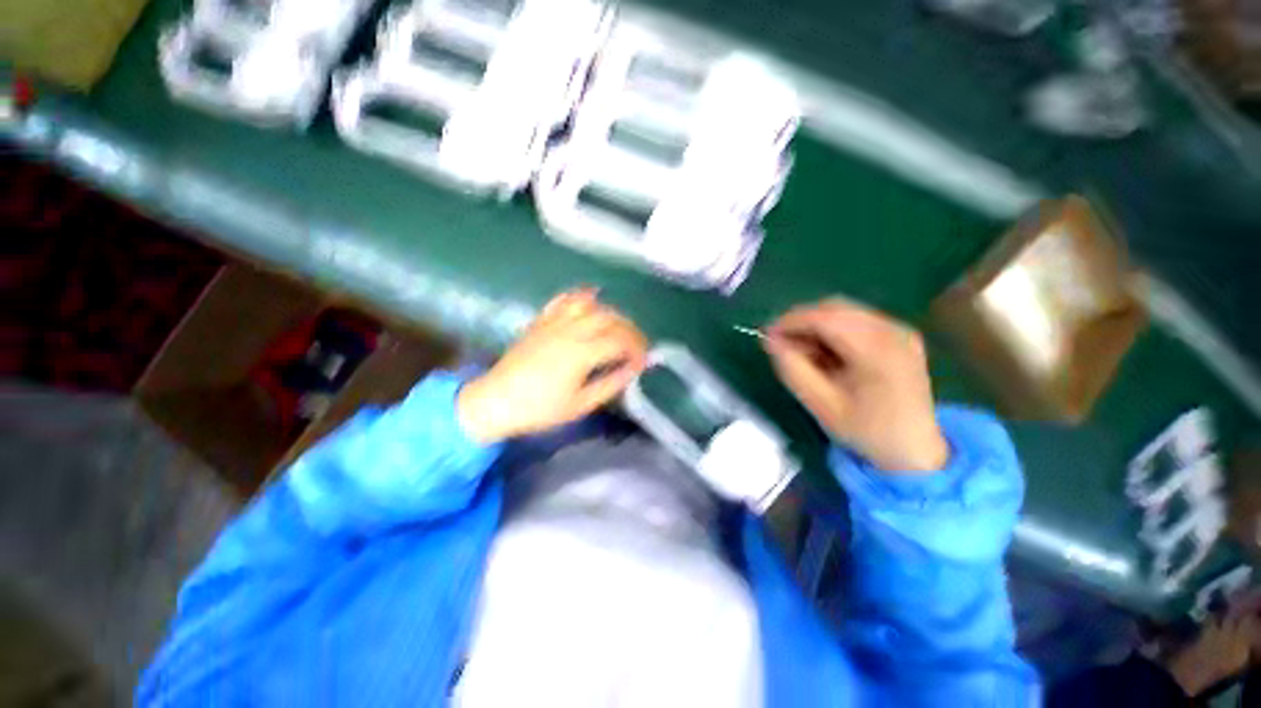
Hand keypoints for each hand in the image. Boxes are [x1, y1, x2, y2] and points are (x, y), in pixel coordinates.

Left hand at [457, 288, 647, 443]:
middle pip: (610, 318)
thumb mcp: (580, 405)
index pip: (620, 341)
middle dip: (630, 329)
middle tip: (637, 345)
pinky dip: (583, 297)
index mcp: (581, 353)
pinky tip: (592, 302)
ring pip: (591, 305)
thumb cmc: (539, 409)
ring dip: (611, 313)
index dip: (637, 349)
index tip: (643, 361)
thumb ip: (610, 384)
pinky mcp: (542, 321)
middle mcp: (570, 330)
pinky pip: (565, 299)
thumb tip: (632, 370)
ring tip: (618, 328)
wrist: (495, 401)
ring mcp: (554, 322)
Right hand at [763, 297, 947, 472]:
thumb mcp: (821, 405)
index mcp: (878, 350)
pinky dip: (832, 330)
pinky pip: (855, 320)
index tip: (766, 335)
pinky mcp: (899, 335)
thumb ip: (793, 369)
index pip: (825, 317)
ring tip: (801, 351)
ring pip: (843, 311)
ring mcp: (899, 330)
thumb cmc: (866, 431)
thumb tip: (770, 340)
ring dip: (815, 325)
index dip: (790, 321)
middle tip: (780, 343)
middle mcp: (893, 331)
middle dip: (801, 321)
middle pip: (835, 308)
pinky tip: (824, 352)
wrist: (916, 449)